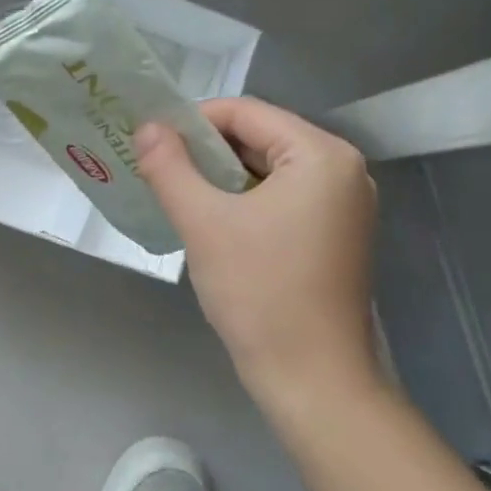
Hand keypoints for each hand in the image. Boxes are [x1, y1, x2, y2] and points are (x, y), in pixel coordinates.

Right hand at [134, 98, 379, 411]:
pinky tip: (210, 222)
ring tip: (175, 195)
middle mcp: (342, 170)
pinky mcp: (335, 235)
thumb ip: (170, 167)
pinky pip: (281, 199)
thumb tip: (147, 127)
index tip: (150, 142)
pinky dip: (243, 202)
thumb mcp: (204, 223)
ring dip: (220, 178)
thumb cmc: (260, 292)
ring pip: (268, 171)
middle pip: (259, 138)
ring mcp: (343, 205)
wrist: (312, 378)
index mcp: (321, 155)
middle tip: (156, 169)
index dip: (192, 120)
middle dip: (204, 151)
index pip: (246, 112)